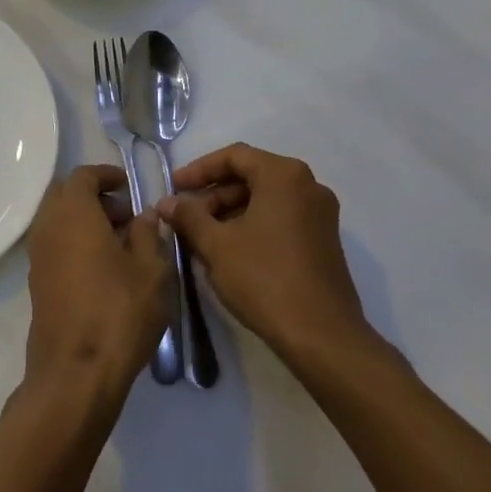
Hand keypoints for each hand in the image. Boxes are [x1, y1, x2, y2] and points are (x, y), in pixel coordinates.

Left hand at [24, 165, 169, 395]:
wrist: (75, 372)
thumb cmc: (119, 312)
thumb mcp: (151, 270)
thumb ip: (149, 235)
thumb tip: (145, 215)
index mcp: (73, 213)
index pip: (82, 176)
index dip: (106, 175)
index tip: (127, 185)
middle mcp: (48, 227)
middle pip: (65, 196)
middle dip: (94, 197)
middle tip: (126, 215)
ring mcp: (37, 257)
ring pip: (58, 222)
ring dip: (84, 221)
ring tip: (121, 244)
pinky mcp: (37, 283)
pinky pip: (55, 246)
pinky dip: (75, 243)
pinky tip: (103, 269)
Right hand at [158, 143, 376, 368]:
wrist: (321, 335)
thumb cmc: (264, 278)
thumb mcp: (216, 245)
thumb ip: (189, 217)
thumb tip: (167, 202)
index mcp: (284, 176)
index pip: (234, 156)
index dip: (199, 169)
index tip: (174, 187)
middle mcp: (308, 186)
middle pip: (251, 175)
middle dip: (214, 193)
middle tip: (185, 216)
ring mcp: (320, 214)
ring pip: (266, 198)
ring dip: (230, 211)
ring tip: (201, 236)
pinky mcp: (323, 240)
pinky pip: (281, 217)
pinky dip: (252, 224)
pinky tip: (229, 250)